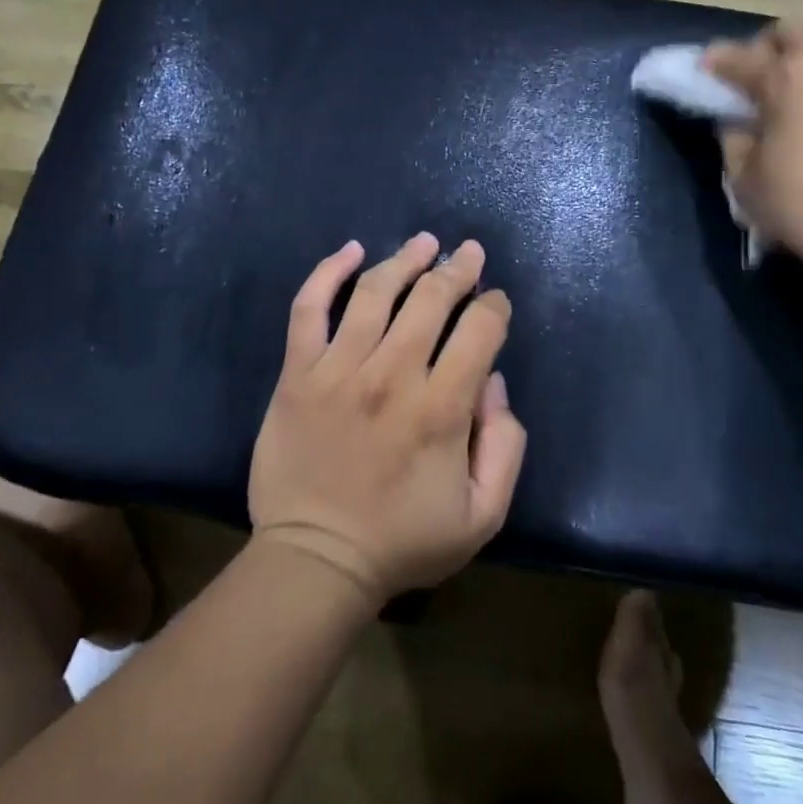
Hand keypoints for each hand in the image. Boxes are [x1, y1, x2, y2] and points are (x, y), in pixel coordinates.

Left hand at [248, 234, 525, 605]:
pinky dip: (327, 273)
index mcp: (441, 408)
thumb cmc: (403, 541)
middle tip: (468, 252)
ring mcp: (338, 369)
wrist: (316, 560)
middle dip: (458, 269)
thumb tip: (493, 383)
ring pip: (375, 292)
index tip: (494, 302)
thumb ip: (505, 445)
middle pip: (432, 298)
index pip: (480, 330)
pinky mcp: (297, 374)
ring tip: (424, 242)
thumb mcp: (483, 515)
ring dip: (405, 259)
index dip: (494, 306)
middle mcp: (392, 375)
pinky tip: (350, 251)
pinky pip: (308, 309)